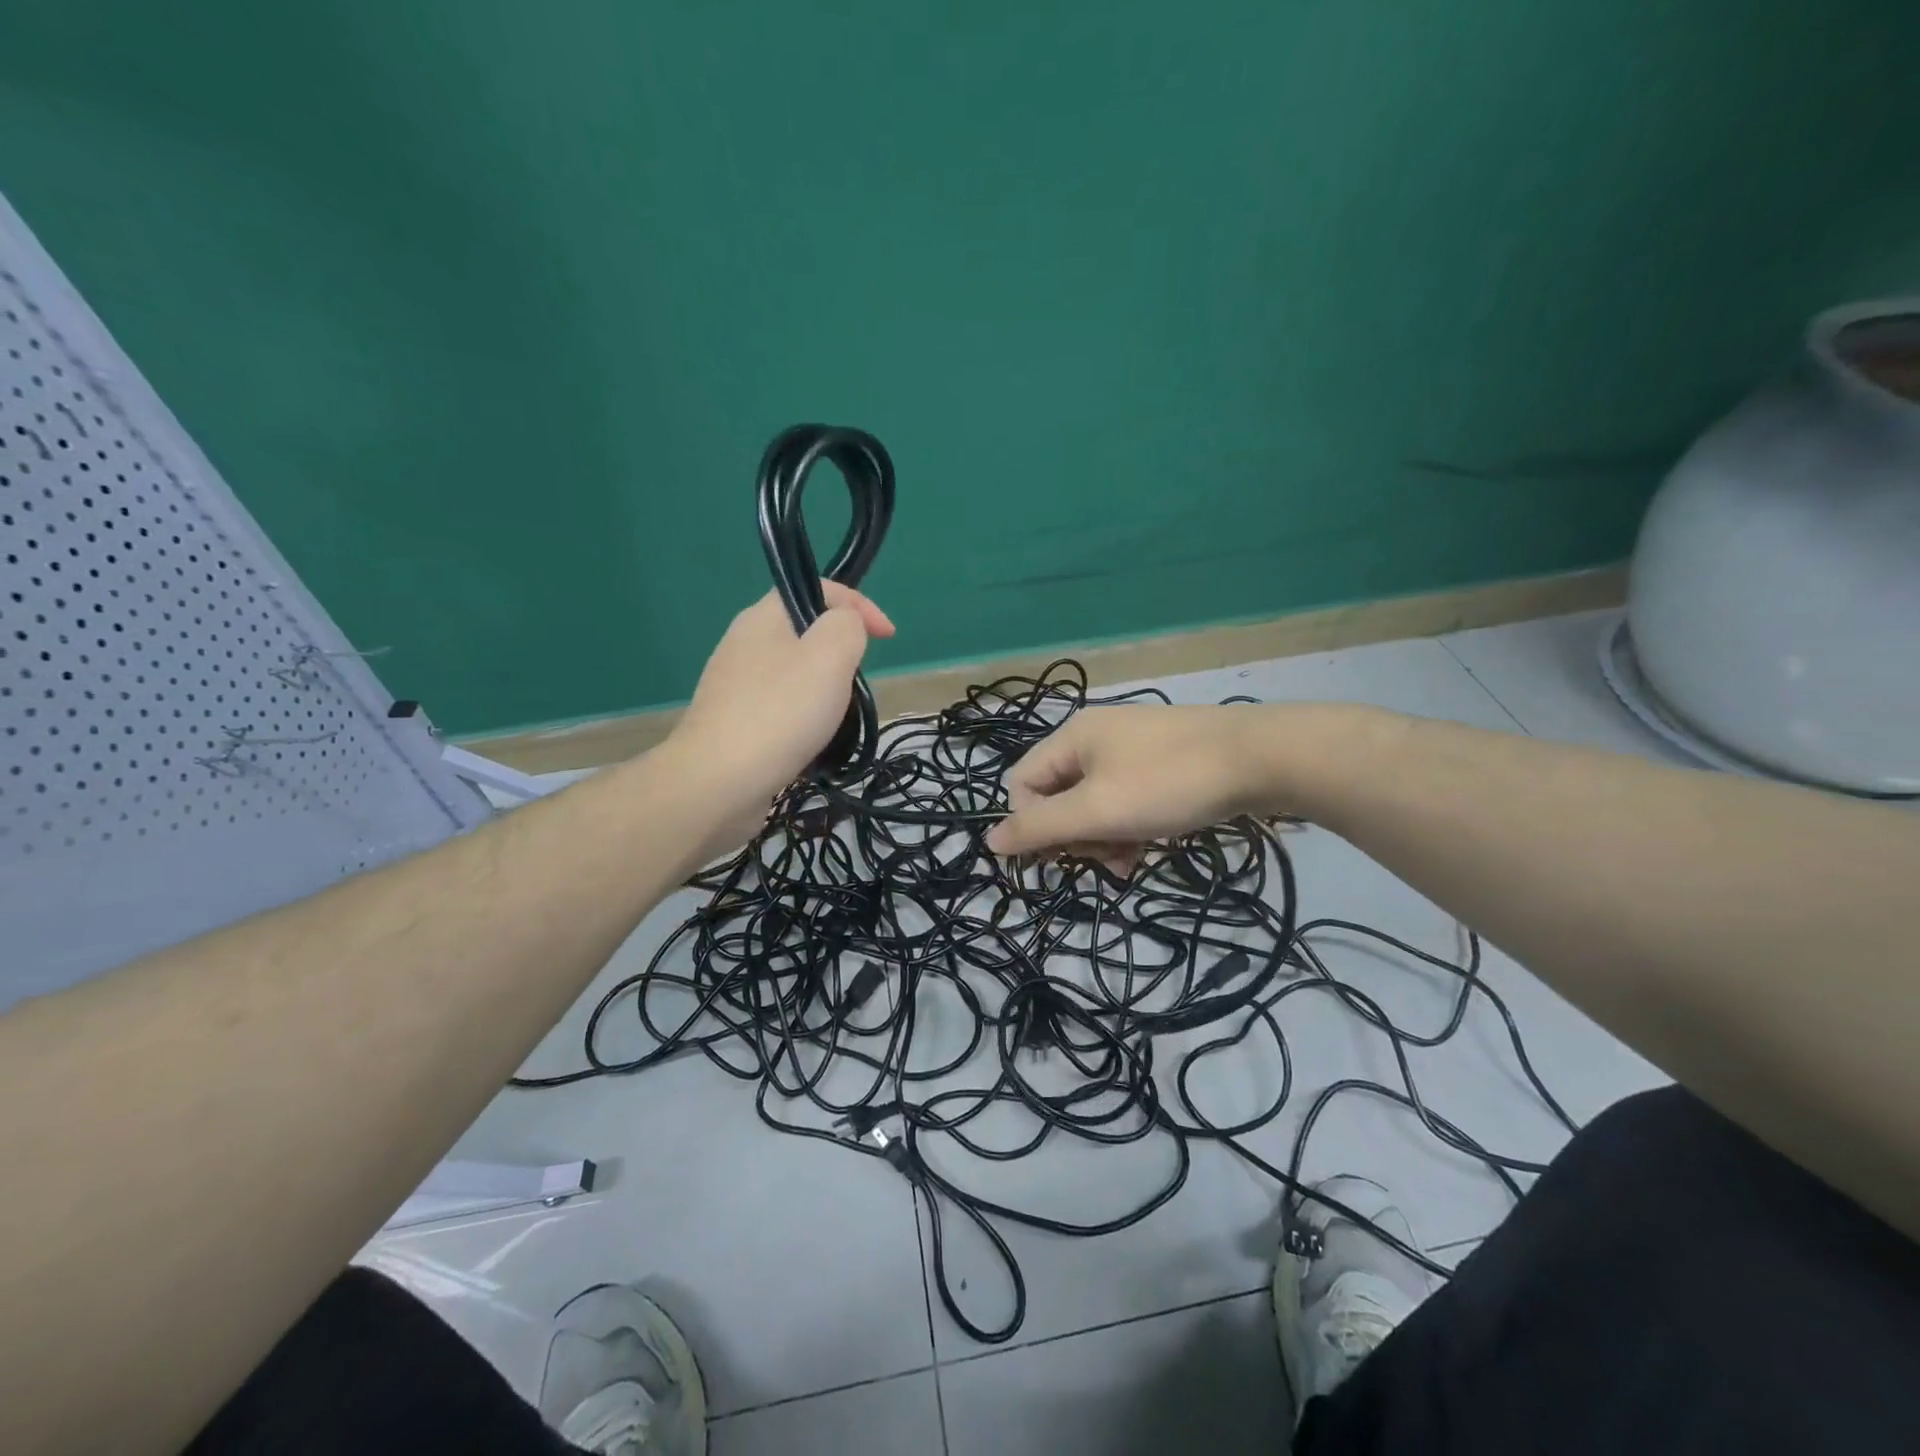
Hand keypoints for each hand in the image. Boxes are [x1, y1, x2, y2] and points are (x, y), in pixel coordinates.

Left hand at [665, 584, 893, 851]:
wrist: (718, 783)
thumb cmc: (781, 712)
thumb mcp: (830, 654)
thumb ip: (847, 625)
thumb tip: (846, 625)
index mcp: (764, 617)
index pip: (819, 588)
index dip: (860, 605)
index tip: (888, 637)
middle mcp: (744, 643)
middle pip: (807, 633)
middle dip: (843, 654)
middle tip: (858, 684)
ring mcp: (736, 686)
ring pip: (796, 674)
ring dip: (826, 691)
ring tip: (838, 720)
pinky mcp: (734, 724)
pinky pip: (782, 708)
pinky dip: (805, 720)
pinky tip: (812, 744)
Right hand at [986, 705, 1272, 872]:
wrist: (1261, 758)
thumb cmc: (1169, 782)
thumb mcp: (1098, 811)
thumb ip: (1040, 827)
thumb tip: (989, 840)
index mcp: (1071, 738)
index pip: (1021, 785)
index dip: (1031, 825)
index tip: (1060, 858)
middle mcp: (1094, 738)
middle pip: (1057, 795)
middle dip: (1073, 836)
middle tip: (1102, 859)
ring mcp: (1130, 748)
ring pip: (1092, 803)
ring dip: (1102, 838)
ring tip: (1128, 863)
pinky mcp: (1160, 762)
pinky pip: (1124, 800)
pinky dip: (1128, 827)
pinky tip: (1146, 850)